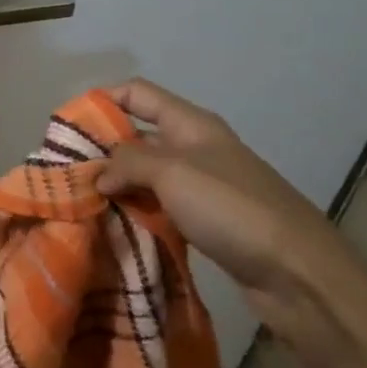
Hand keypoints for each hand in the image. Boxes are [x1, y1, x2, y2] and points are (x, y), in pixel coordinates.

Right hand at [96, 79, 366, 367]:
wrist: (300, 274)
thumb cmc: (233, 208)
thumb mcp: (172, 172)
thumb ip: (127, 162)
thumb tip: (100, 174)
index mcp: (191, 124)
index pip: (138, 93)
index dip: (102, 100)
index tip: (68, 125)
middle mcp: (196, 148)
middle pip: (138, 136)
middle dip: (102, 151)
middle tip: (67, 173)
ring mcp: (203, 187)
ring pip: (147, 176)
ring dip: (118, 186)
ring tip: (82, 203)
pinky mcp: (207, 222)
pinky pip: (161, 207)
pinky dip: (138, 212)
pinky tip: (116, 227)